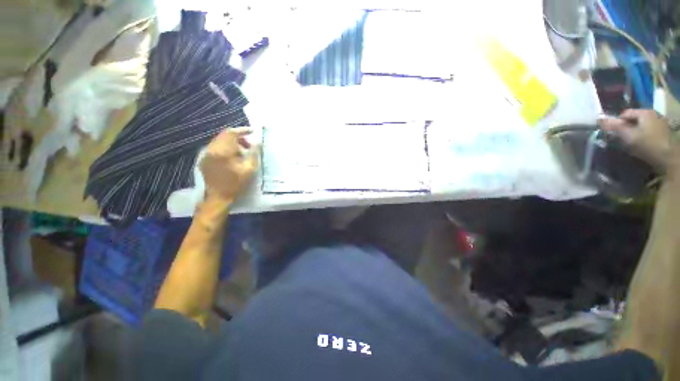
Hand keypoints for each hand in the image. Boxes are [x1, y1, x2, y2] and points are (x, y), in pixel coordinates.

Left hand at [200, 127, 259, 202]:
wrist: (218, 196)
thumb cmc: (236, 183)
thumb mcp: (249, 169)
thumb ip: (254, 154)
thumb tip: (258, 143)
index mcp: (222, 151)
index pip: (232, 133)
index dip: (243, 130)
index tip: (252, 131)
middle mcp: (211, 149)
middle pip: (224, 135)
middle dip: (238, 137)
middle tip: (249, 145)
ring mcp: (206, 154)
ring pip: (220, 141)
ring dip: (232, 143)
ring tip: (242, 152)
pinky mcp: (204, 159)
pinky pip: (215, 148)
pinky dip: (225, 148)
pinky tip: (232, 157)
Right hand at [599, 109, 677, 172]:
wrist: (669, 157)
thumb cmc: (647, 144)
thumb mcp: (628, 136)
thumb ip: (614, 127)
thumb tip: (599, 120)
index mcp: (645, 112)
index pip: (625, 114)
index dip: (618, 123)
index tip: (615, 134)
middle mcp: (653, 113)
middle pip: (634, 119)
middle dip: (627, 128)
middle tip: (624, 139)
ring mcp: (661, 122)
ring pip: (642, 125)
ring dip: (636, 132)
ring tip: (633, 143)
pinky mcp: (664, 132)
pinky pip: (649, 130)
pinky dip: (644, 136)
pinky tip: (644, 144)